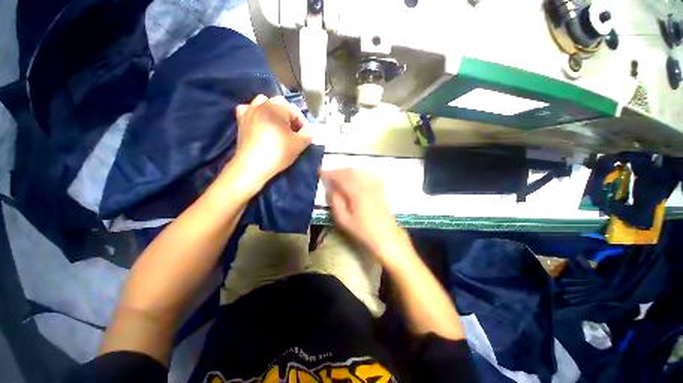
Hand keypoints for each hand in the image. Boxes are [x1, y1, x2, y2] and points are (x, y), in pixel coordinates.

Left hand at [231, 95, 311, 191]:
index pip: (295, 110)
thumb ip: (308, 134)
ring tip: (277, 125)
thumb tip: (309, 130)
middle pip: (280, 103)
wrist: (252, 166)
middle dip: (289, 115)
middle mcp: (262, 105)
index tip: (305, 135)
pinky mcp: (240, 121)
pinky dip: (255, 113)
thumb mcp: (299, 144)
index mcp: (277, 108)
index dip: (303, 123)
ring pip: (263, 102)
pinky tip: (259, 122)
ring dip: (272, 111)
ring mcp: (249, 111)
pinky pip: (249, 110)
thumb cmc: (278, 153)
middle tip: (293, 131)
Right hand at [322, 168, 407, 262]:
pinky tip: (356, 176)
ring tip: (339, 175)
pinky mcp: (380, 189)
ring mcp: (374, 186)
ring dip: (347, 170)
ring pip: (359, 171)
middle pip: (350, 171)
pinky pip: (368, 175)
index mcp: (356, 193)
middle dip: (338, 170)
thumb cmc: (362, 230)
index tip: (320, 172)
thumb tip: (331, 188)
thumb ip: (335, 201)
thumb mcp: (343, 220)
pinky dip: (359, 172)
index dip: (329, 173)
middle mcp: (366, 186)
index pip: (340, 177)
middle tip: (329, 174)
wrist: (385, 236)